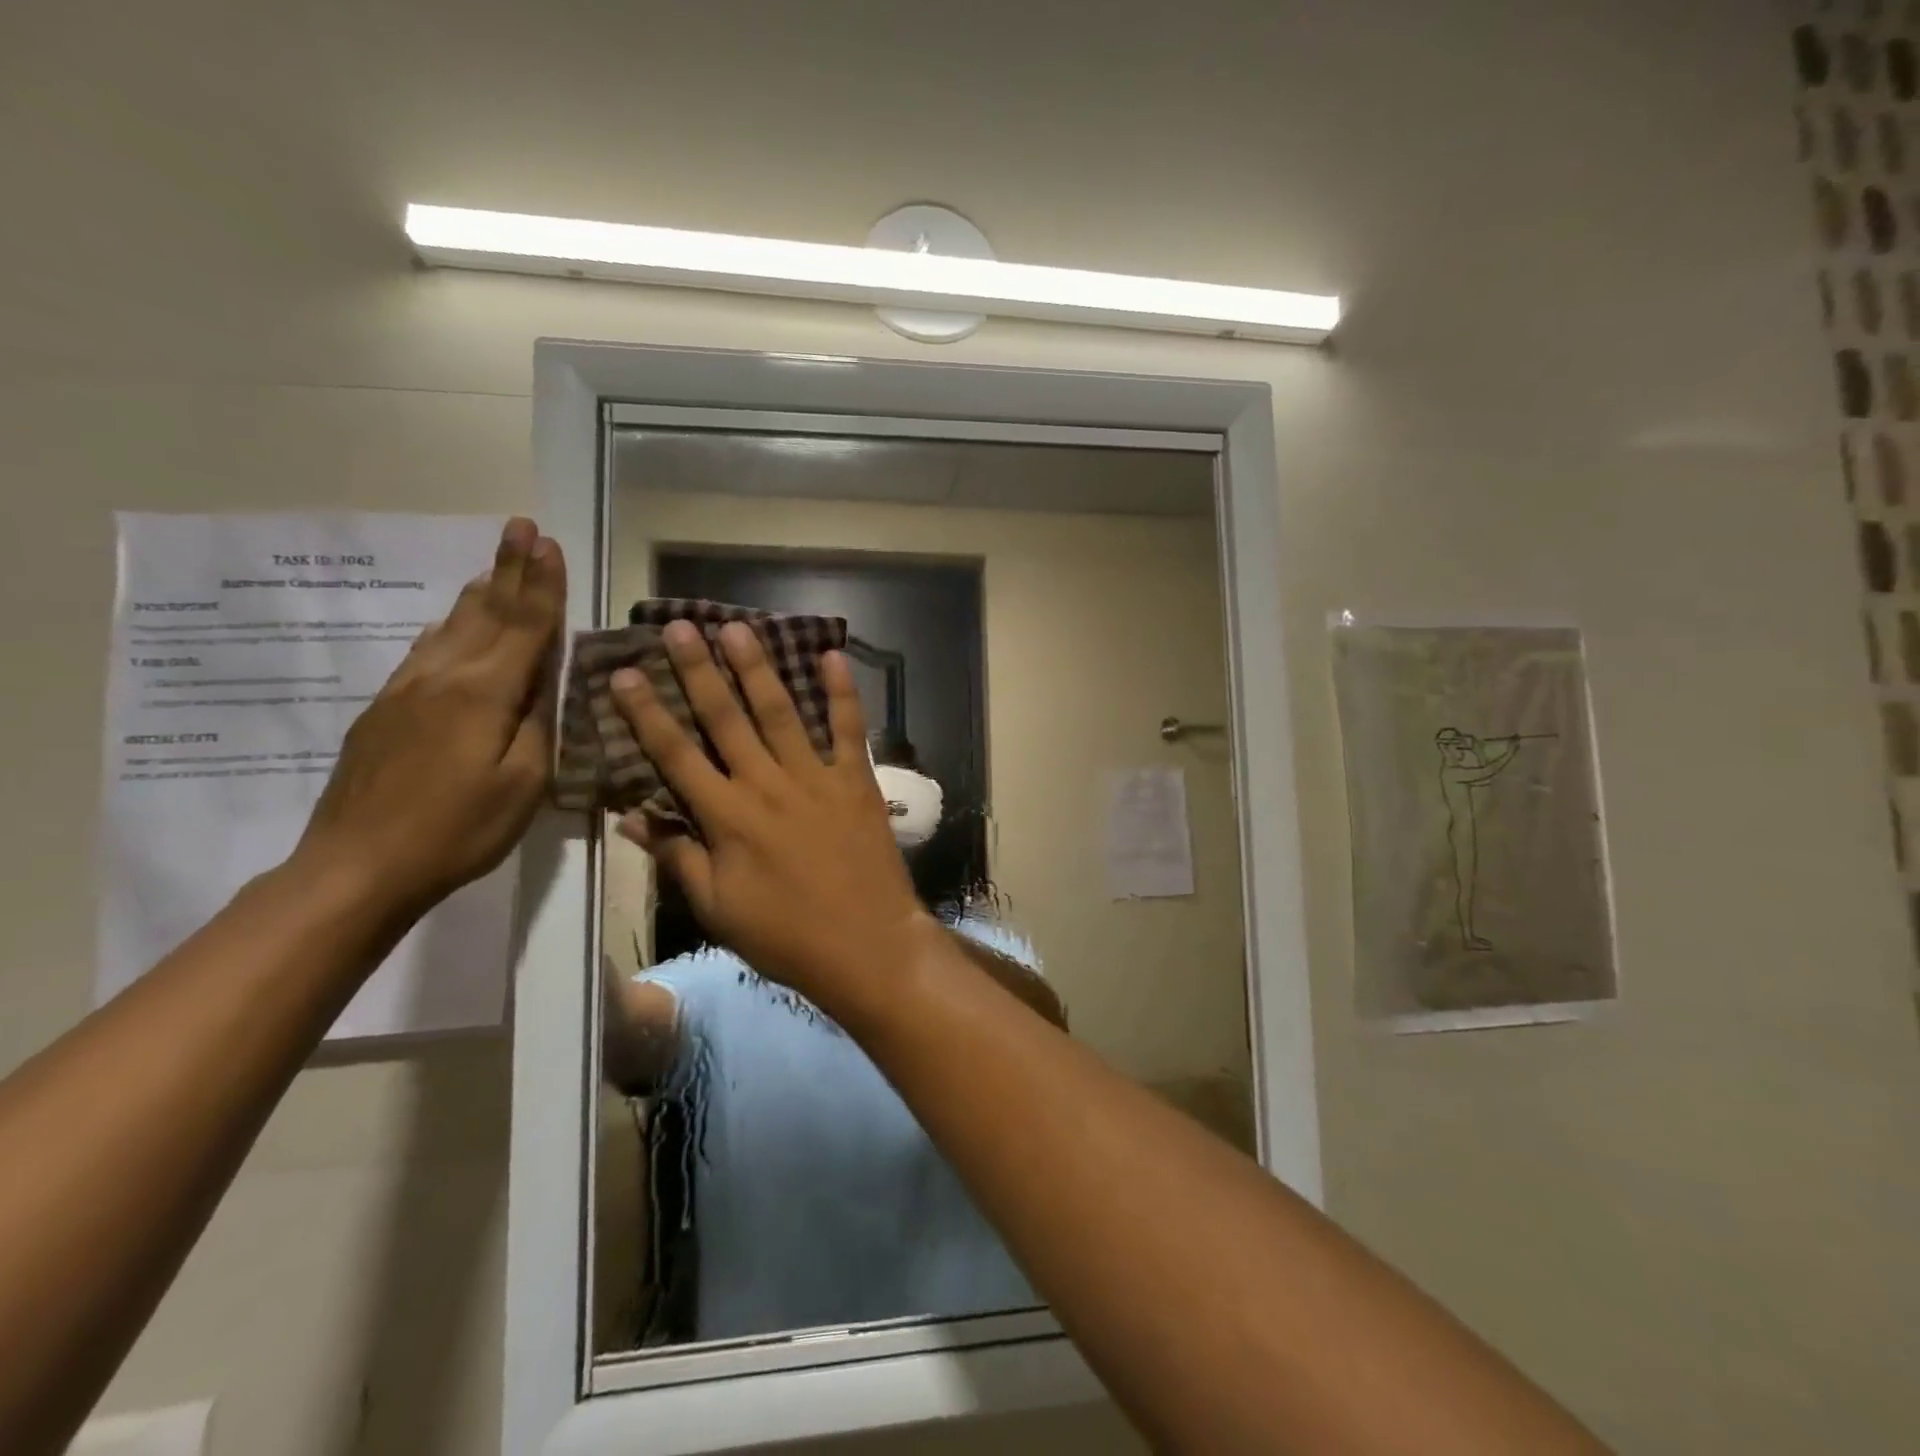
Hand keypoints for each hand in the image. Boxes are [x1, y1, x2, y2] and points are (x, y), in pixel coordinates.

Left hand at [293, 517, 566, 917]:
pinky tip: (454, 623)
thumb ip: (537, 723)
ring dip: (480, 591)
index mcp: (482, 692)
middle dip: (508, 568)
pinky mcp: (385, 710)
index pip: (524, 625)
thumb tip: (544, 679)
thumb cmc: (458, 829)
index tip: (549, 542)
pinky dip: (451, 625)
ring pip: (451, 626)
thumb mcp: (523, 783)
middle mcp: (442, 676)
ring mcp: (406, 690)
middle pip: (485, 612)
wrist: (357, 865)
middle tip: (521, 526)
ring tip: (495, 565)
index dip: (541, 584)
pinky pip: (427, 650)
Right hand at [610, 620, 931, 1007]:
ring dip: (758, 668)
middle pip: (725, 719)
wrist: (867, 945)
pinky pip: (849, 729)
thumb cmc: (786, 935)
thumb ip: (678, 857)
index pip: (675, 755)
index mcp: (727, 817)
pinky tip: (831, 656)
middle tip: (679, 627)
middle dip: (699, 671)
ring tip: (738, 628)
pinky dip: (842, 692)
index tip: (625, 673)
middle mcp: (767, 785)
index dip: (647, 713)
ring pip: (781, 712)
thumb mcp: (718, 908)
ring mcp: (816, 778)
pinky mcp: (856, 781)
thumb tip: (633, 818)